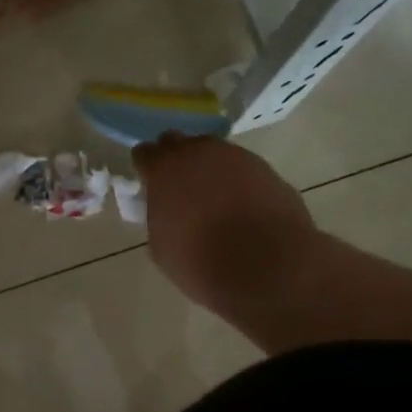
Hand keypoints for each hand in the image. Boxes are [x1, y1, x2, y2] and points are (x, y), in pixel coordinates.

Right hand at [134, 136, 317, 324]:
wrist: (266, 269)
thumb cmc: (200, 263)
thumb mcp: (161, 246)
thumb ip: (159, 216)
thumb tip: (169, 210)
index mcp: (165, 169)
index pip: (145, 153)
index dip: (146, 169)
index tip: (150, 186)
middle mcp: (199, 152)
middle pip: (178, 143)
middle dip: (175, 160)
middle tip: (179, 188)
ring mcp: (237, 157)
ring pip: (213, 153)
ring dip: (209, 169)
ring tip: (214, 200)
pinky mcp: (267, 169)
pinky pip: (242, 168)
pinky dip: (237, 182)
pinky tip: (241, 207)